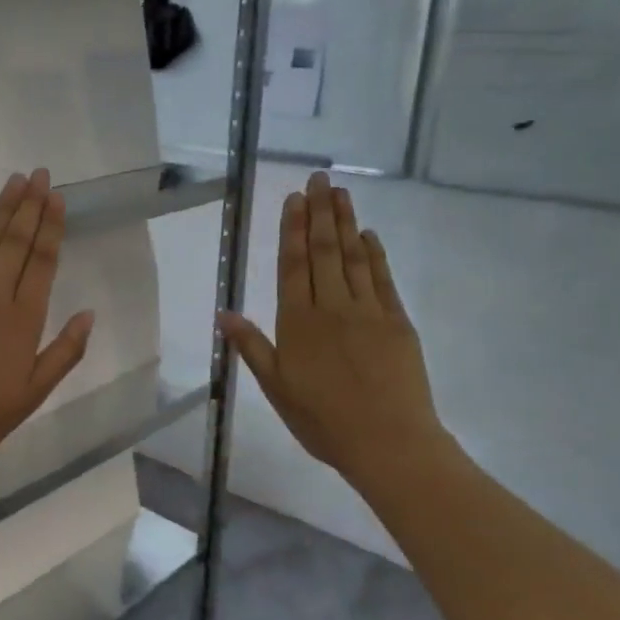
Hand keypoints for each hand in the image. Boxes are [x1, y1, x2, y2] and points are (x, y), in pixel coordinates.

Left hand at [0, 169, 94, 461]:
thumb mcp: (35, 392)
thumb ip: (65, 352)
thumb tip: (89, 313)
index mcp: (23, 321)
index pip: (41, 262)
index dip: (50, 227)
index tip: (56, 197)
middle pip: (15, 243)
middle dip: (29, 206)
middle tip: (39, 174)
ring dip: (1, 209)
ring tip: (15, 180)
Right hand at [217, 172, 452, 501]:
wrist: (388, 442)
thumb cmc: (322, 420)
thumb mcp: (276, 389)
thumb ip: (251, 347)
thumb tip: (223, 313)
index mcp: (298, 323)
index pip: (293, 266)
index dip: (292, 230)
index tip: (293, 199)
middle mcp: (332, 307)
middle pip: (323, 252)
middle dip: (319, 213)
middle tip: (318, 178)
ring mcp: (368, 311)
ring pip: (353, 257)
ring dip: (345, 223)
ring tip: (340, 192)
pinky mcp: (397, 321)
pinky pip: (382, 278)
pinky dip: (374, 254)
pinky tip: (368, 235)